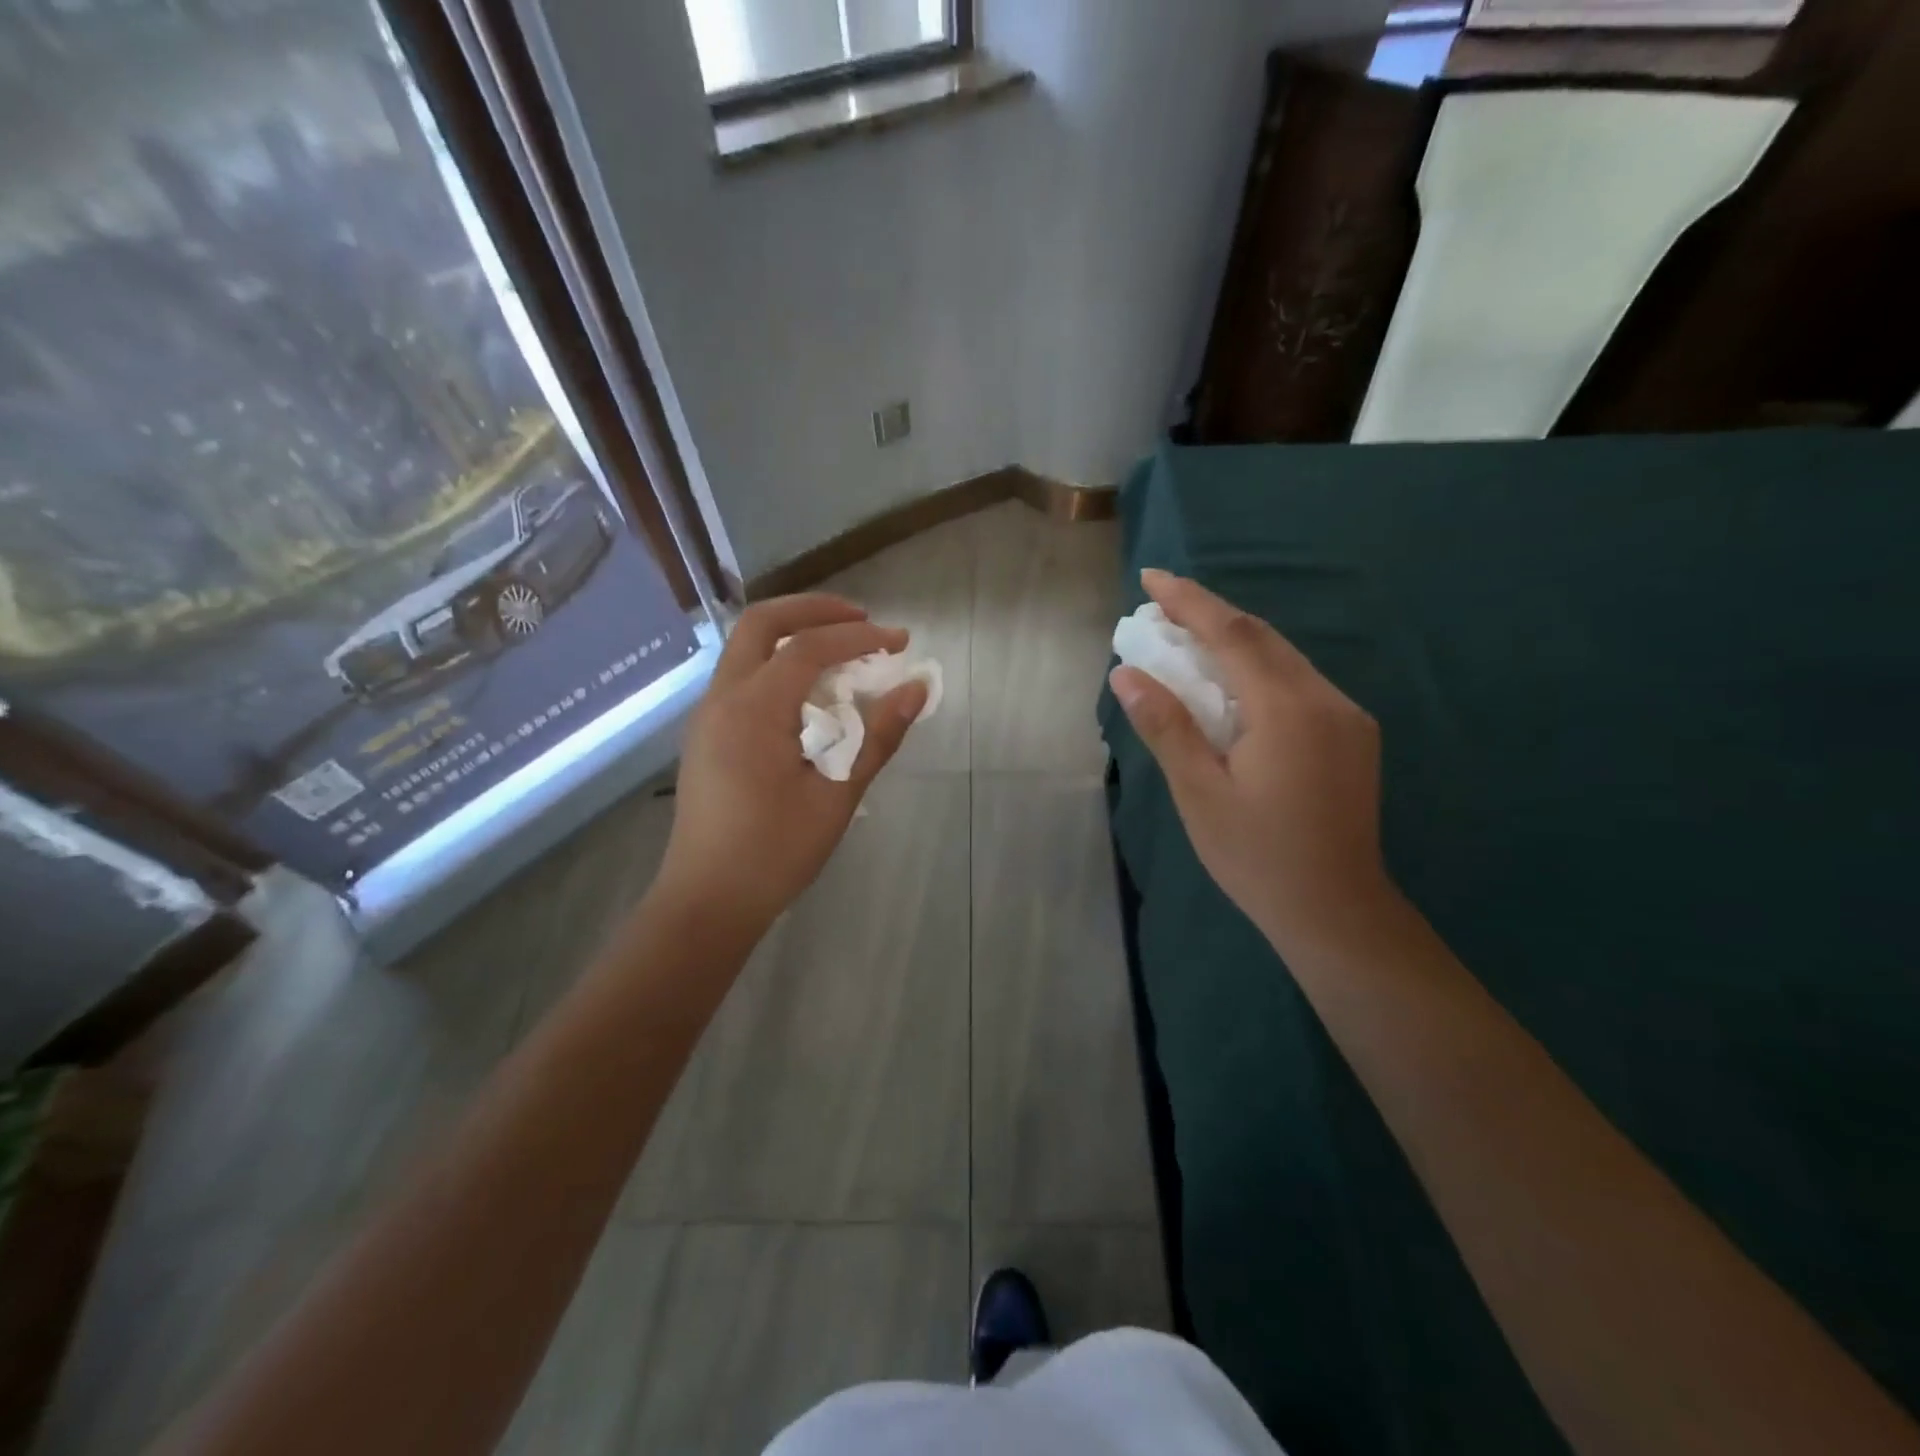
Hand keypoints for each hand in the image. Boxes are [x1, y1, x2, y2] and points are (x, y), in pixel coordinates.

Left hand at [655, 593, 927, 940]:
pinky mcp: (708, 734)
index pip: (808, 648)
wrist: (707, 901)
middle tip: (862, 619)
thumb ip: (877, 737)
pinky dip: (779, 664)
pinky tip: (811, 693)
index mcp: (752, 710)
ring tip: (843, 650)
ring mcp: (708, 715)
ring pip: (746, 648)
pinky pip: (743, 677)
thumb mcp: (836, 796)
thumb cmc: (774, 854)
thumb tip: (917, 689)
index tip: (900, 642)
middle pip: (761, 623)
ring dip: (794, 635)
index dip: (858, 638)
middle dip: (814, 609)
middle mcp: (722, 699)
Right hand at [1109, 569, 1391, 949]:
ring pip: (1283, 658)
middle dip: (1208, 615)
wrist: (1336, 911)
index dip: (1190, 601)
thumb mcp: (1199, 792)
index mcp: (1286, 710)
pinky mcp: (1352, 735)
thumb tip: (1127, 674)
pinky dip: (1257, 670)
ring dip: (1233, 642)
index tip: (1151, 578)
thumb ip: (1166, 726)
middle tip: (1159, 610)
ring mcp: (1346, 717)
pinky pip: (1298, 683)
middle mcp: (1325, 699)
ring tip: (1185, 643)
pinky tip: (1231, 686)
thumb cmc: (1257, 856)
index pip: (1233, 634)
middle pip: (1261, 637)